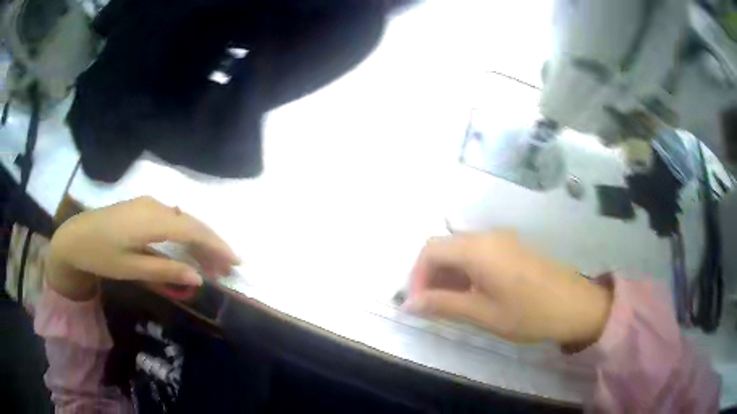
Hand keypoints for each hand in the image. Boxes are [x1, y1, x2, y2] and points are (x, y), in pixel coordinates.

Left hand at [47, 196, 239, 299]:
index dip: (217, 245)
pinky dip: (186, 234)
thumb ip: (165, 270)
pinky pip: (173, 219)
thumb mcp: (131, 268)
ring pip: (183, 220)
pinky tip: (189, 248)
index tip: (236, 262)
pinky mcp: (144, 207)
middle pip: (192, 223)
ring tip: (212, 263)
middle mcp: (155, 206)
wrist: (75, 236)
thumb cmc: (100, 255)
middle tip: (227, 268)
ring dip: (200, 240)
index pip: (193, 230)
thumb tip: (198, 276)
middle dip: (213, 244)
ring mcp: (149, 204)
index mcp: (151, 220)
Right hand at [404, 231, 611, 347]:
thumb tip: (408, 304)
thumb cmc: (529, 313)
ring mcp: (502, 239)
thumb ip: (442, 305)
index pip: (430, 250)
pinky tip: (472, 294)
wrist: (576, 305)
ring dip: (448, 275)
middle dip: (431, 276)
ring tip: (450, 304)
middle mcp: (488, 236)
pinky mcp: (512, 248)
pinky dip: (466, 272)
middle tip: (431, 307)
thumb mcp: (483, 314)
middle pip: (444, 247)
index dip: (417, 276)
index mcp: (478, 248)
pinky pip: (478, 254)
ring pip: (461, 251)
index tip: (418, 304)